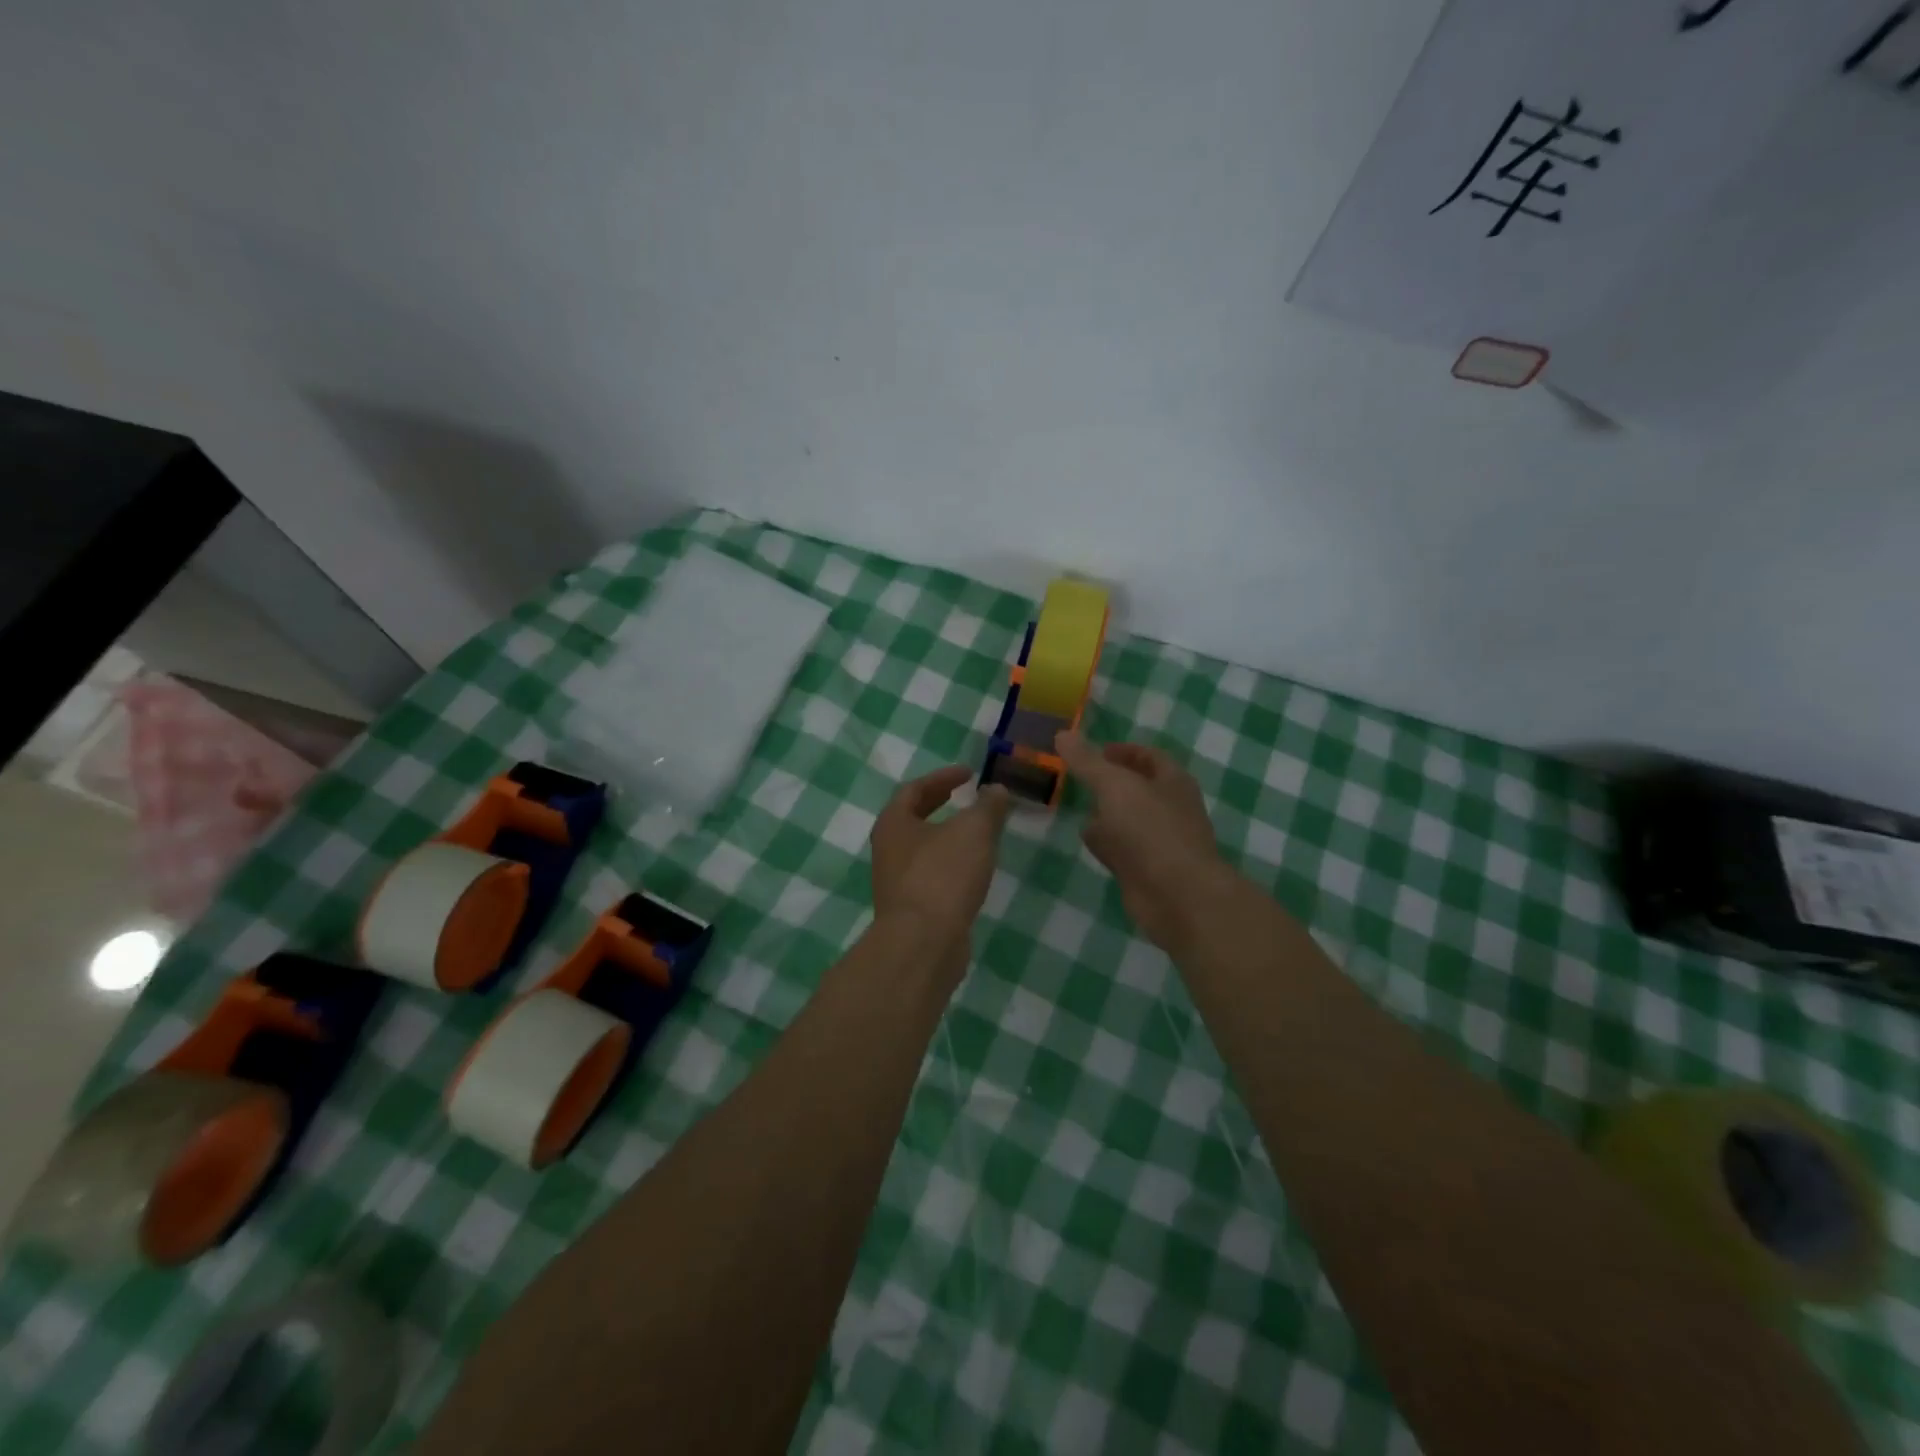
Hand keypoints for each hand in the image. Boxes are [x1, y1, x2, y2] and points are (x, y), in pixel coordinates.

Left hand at [870, 766, 1010, 949]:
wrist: (923, 943)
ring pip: (922, 848)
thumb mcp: (974, 831)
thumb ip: (988, 806)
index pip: (915, 789)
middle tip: (966, 797)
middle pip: (914, 818)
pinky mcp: (911, 909)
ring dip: (947, 836)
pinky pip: (931, 876)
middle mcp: (888, 850)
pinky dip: (951, 865)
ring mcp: (896, 882)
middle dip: (940, 804)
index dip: (943, 777)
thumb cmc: (943, 875)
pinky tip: (973, 871)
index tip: (969, 773)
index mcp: (894, 823)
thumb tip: (996, 789)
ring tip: (976, 833)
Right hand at [1055, 732, 1225, 952]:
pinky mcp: (1146, 869)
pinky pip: (1122, 848)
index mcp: (1172, 781)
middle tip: (1077, 777)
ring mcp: (1159, 841)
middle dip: (1110, 782)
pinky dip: (1106, 842)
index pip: (1148, 756)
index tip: (1093, 752)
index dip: (1122, 750)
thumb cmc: (1151, 830)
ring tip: (1075, 805)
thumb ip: (1087, 761)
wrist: (1176, 895)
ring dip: (1106, 814)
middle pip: (1137, 788)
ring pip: (1128, 820)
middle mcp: (1170, 808)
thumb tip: (1062, 734)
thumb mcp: (1114, 786)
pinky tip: (1086, 840)